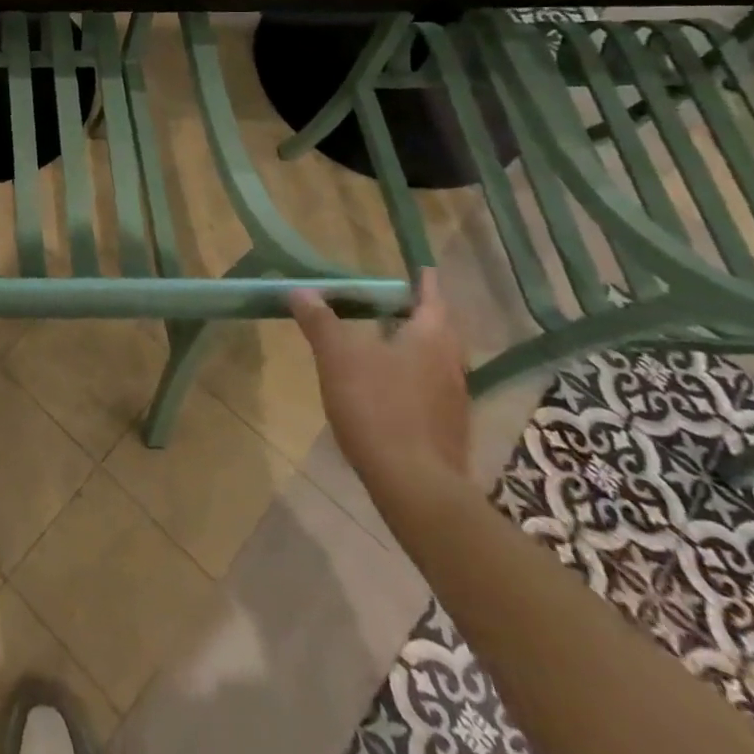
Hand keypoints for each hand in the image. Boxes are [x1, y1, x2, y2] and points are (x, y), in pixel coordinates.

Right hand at [290, 268, 469, 515]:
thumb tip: (300, 290)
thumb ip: (320, 321)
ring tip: (384, 337)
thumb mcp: (338, 356)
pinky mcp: (446, 428)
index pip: (432, 297)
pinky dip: (411, 374)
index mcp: (431, 338)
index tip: (419, 267)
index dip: (423, 281)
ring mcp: (453, 399)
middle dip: (418, 312)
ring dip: (414, 343)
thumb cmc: (378, 407)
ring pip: (435, 358)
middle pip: (438, 328)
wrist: (415, 485)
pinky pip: (429, 386)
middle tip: (392, 300)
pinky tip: (387, 382)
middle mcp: (450, 363)